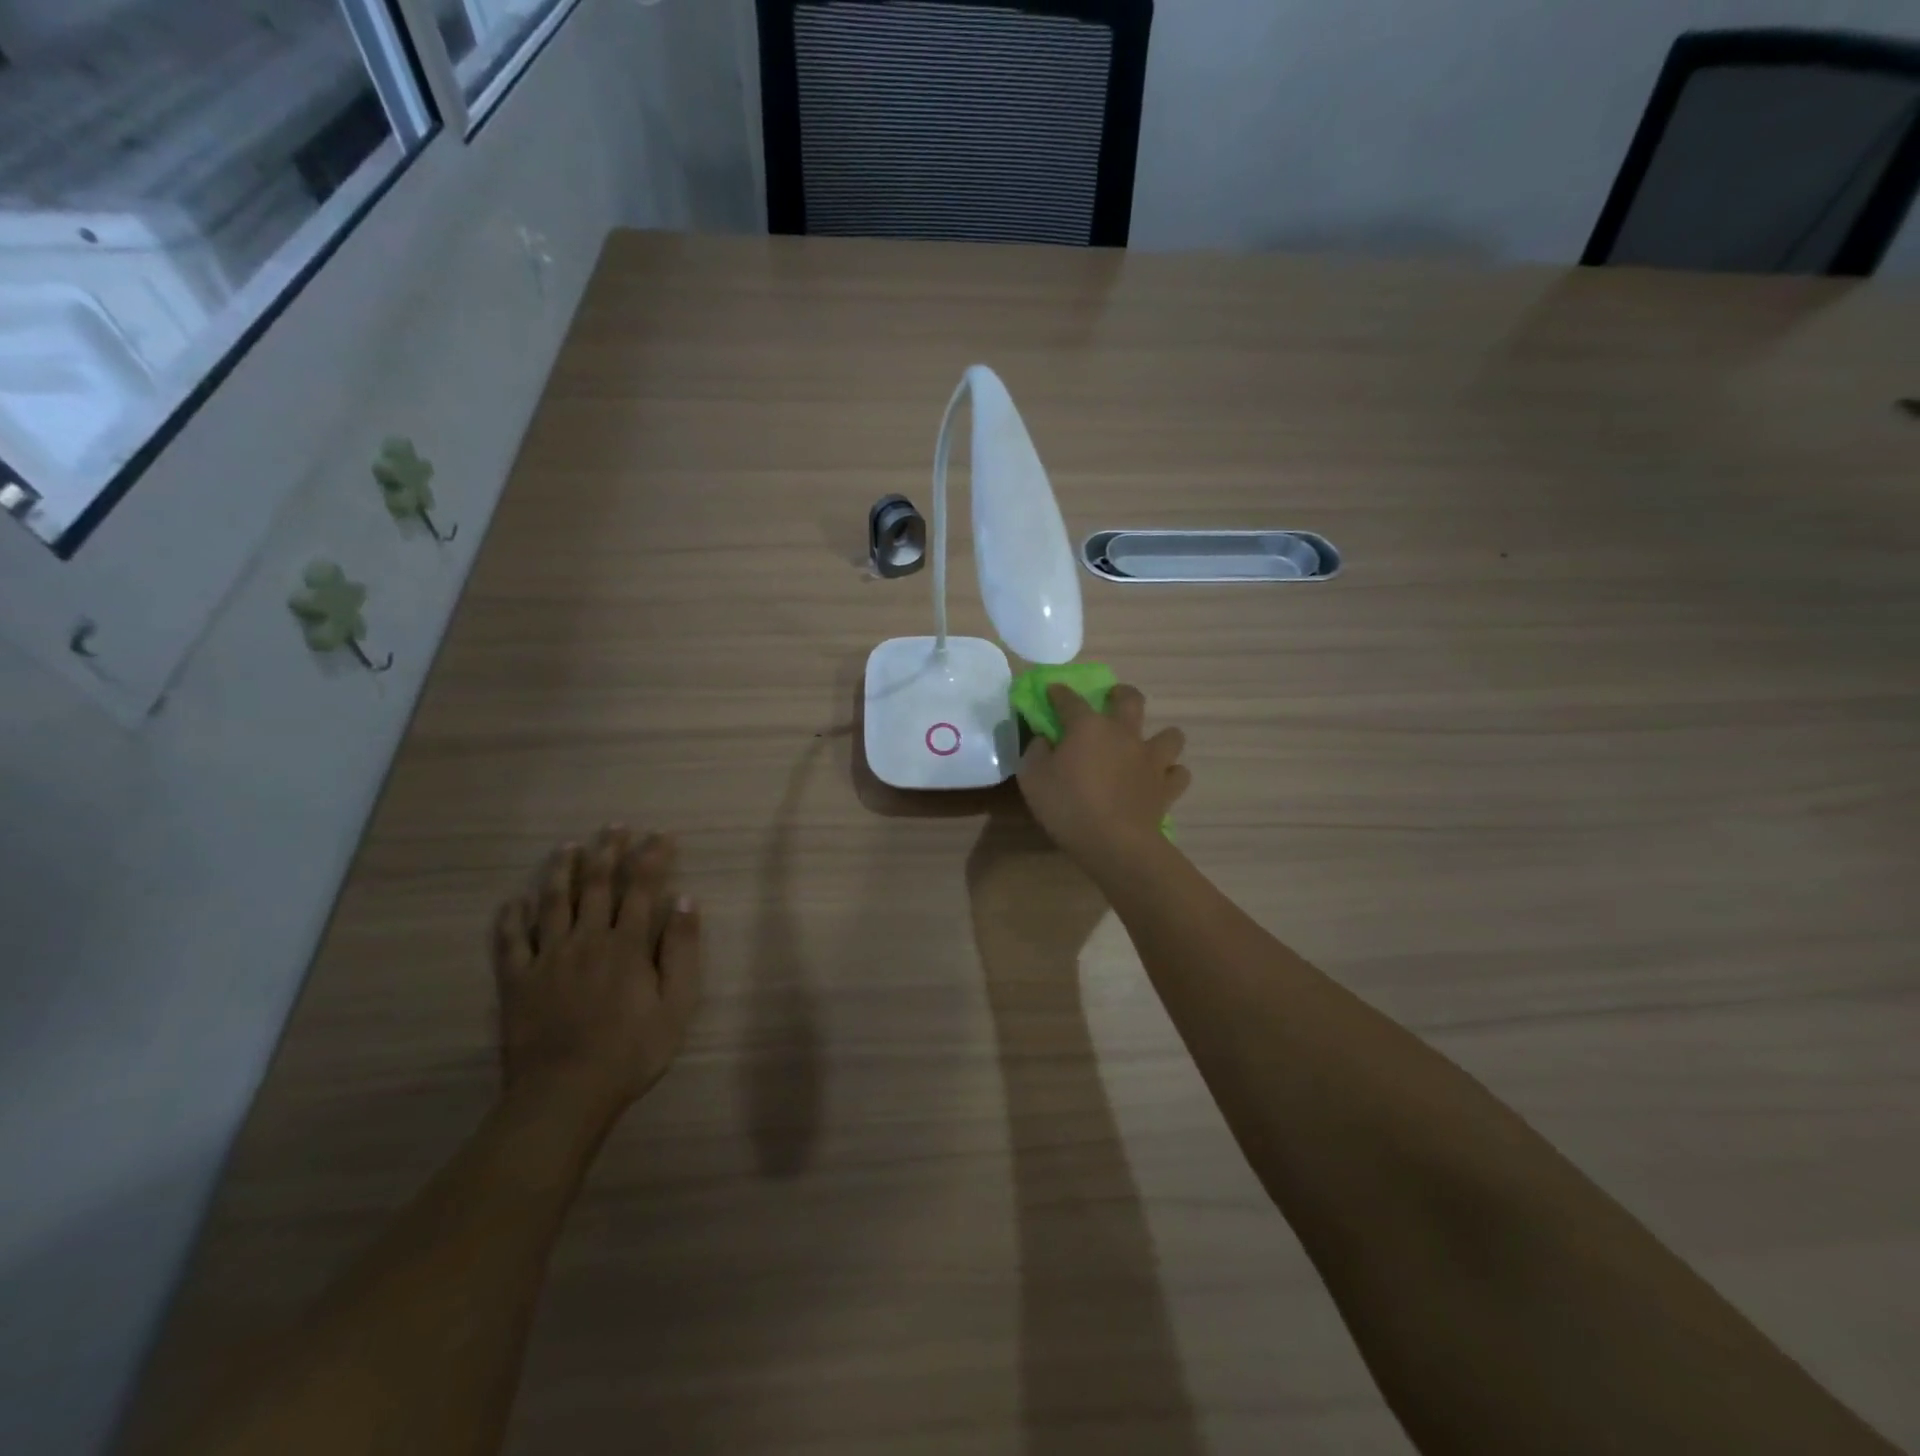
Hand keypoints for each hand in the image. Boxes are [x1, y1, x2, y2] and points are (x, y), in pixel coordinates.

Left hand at [492, 828, 702, 1124]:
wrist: (564, 1095)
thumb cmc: (630, 1052)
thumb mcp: (676, 1005)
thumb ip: (683, 950)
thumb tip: (686, 901)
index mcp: (627, 945)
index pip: (642, 888)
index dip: (652, 857)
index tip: (661, 835)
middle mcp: (586, 940)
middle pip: (596, 885)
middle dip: (607, 852)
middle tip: (614, 827)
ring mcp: (547, 958)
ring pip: (552, 903)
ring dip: (561, 871)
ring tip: (568, 847)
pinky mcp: (516, 980)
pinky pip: (510, 941)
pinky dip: (511, 917)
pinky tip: (515, 901)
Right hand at [1017, 683, 1190, 870]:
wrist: (1114, 842)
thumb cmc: (1068, 806)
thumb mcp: (1032, 779)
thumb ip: (1036, 753)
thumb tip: (1044, 740)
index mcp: (1088, 727)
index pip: (1070, 700)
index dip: (1059, 693)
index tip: (1052, 691)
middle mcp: (1124, 734)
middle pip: (1131, 700)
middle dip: (1121, 693)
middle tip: (1112, 699)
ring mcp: (1151, 759)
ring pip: (1170, 735)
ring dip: (1160, 736)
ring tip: (1147, 747)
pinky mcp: (1167, 787)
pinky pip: (1178, 773)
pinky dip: (1171, 774)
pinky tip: (1159, 780)